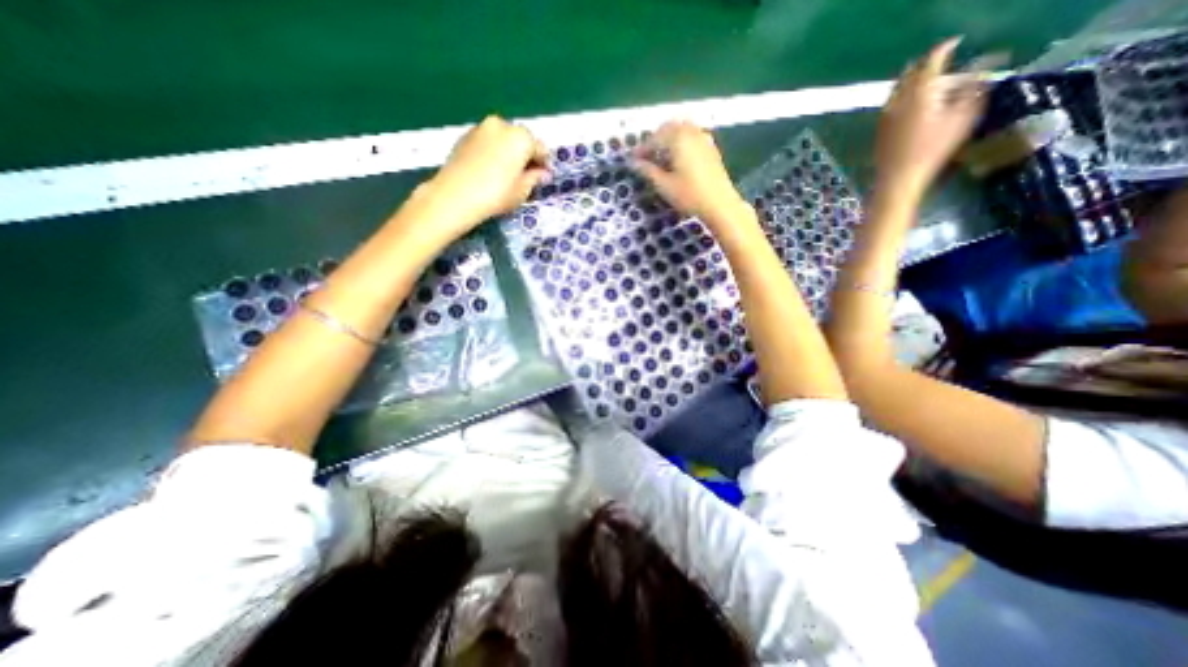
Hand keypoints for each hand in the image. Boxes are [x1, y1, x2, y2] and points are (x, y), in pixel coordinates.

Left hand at [422, 116, 551, 234]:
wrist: (456, 195)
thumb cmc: (497, 195)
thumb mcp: (522, 191)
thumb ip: (535, 178)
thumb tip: (542, 173)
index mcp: (521, 138)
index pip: (540, 148)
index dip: (544, 164)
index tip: (544, 177)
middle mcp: (502, 125)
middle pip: (520, 139)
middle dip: (525, 155)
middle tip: (526, 175)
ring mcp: (481, 128)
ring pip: (502, 138)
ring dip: (508, 152)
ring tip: (507, 173)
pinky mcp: (465, 135)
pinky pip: (487, 141)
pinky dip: (493, 151)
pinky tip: (490, 170)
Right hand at [629, 123, 740, 226]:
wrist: (720, 204)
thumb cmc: (689, 195)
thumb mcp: (664, 185)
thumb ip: (648, 171)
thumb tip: (634, 163)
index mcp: (677, 138)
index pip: (654, 139)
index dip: (641, 150)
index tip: (632, 160)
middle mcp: (690, 131)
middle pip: (668, 129)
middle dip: (655, 141)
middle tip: (645, 158)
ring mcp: (703, 138)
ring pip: (680, 131)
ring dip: (668, 140)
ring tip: (660, 159)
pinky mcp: (710, 147)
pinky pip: (691, 137)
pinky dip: (680, 143)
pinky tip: (677, 159)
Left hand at [876, 36, 988, 192]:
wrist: (898, 177)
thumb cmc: (932, 149)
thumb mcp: (963, 117)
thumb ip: (973, 90)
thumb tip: (983, 70)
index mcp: (920, 92)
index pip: (932, 61)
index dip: (944, 49)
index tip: (955, 43)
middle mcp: (898, 101)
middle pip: (910, 74)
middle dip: (925, 64)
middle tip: (939, 61)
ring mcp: (885, 116)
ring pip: (896, 89)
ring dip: (910, 80)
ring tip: (924, 80)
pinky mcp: (879, 130)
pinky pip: (889, 104)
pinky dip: (900, 96)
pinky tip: (907, 102)